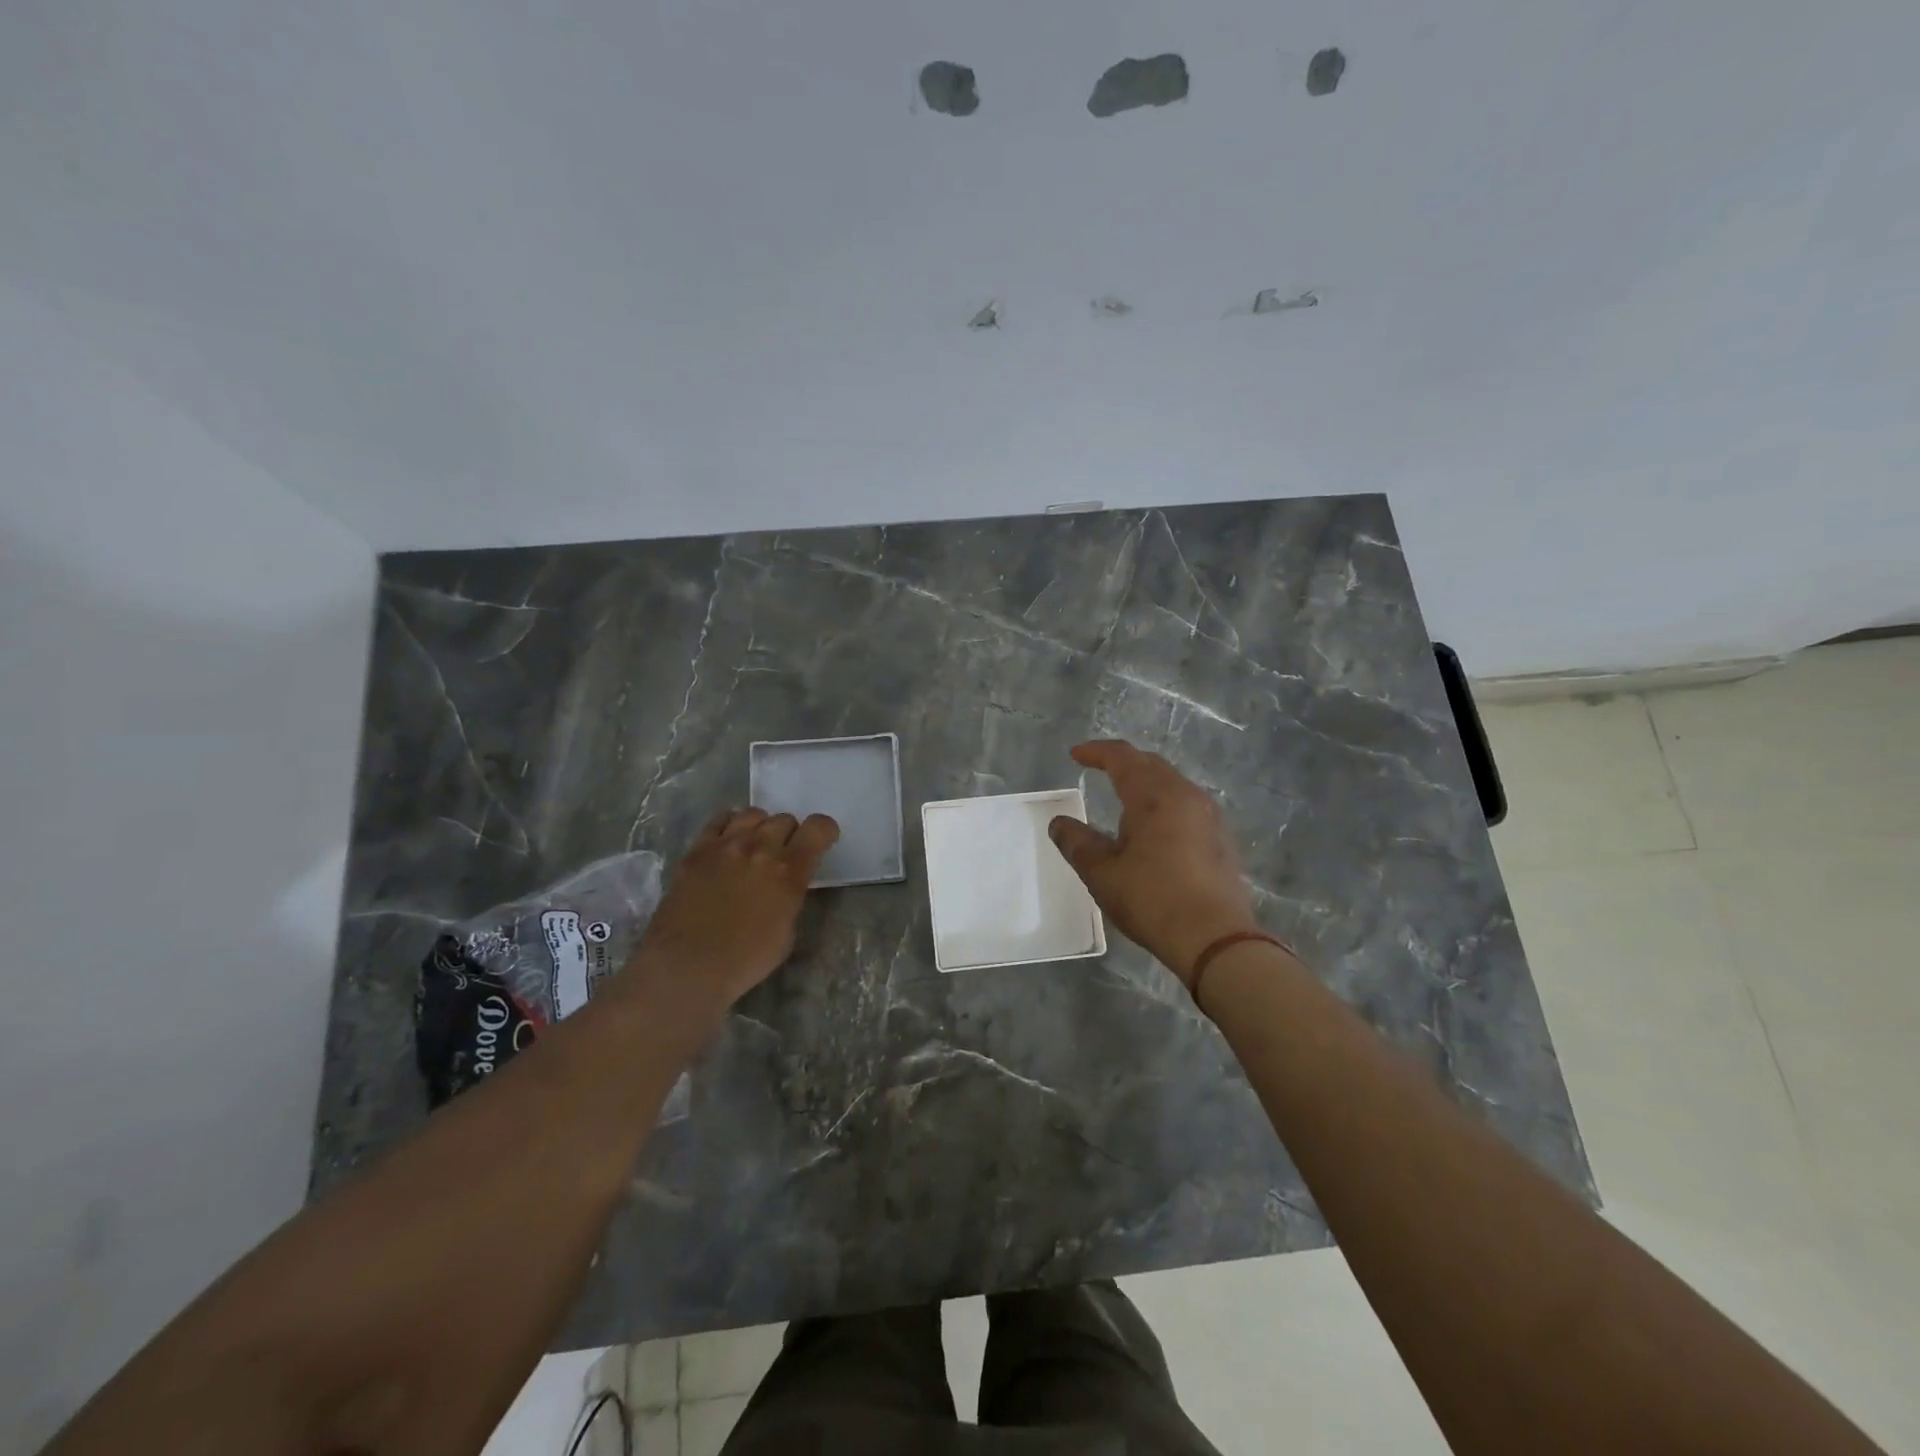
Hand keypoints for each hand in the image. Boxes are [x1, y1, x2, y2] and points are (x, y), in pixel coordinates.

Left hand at [628, 808, 839, 1011]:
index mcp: (788, 871)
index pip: (817, 828)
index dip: (824, 831)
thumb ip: (790, 897)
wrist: (686, 966)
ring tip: (755, 845)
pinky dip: (730, 825)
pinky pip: (718, 821)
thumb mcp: (787, 933)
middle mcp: (759, 849)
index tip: (822, 842)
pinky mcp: (696, 851)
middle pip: (784, 819)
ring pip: (753, 814)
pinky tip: (728, 841)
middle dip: (790, 834)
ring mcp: (725, 846)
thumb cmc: (744, 960)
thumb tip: (785, 886)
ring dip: (761, 827)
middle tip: (784, 854)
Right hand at [1048, 740, 1258, 990]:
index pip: (1122, 757)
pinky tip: (1156, 827)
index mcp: (1154, 795)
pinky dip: (1164, 803)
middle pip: (1151, 764)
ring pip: (1173, 783)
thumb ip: (1076, 842)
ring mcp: (1209, 816)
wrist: (1215, 940)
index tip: (1075, 754)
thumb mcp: (1101, 873)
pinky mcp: (1221, 839)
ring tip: (1125, 798)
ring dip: (1146, 783)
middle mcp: (1186, 795)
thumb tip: (1059, 823)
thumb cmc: (1152, 899)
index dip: (1096, 752)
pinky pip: (1187, 805)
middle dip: (1123, 762)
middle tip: (1099, 769)